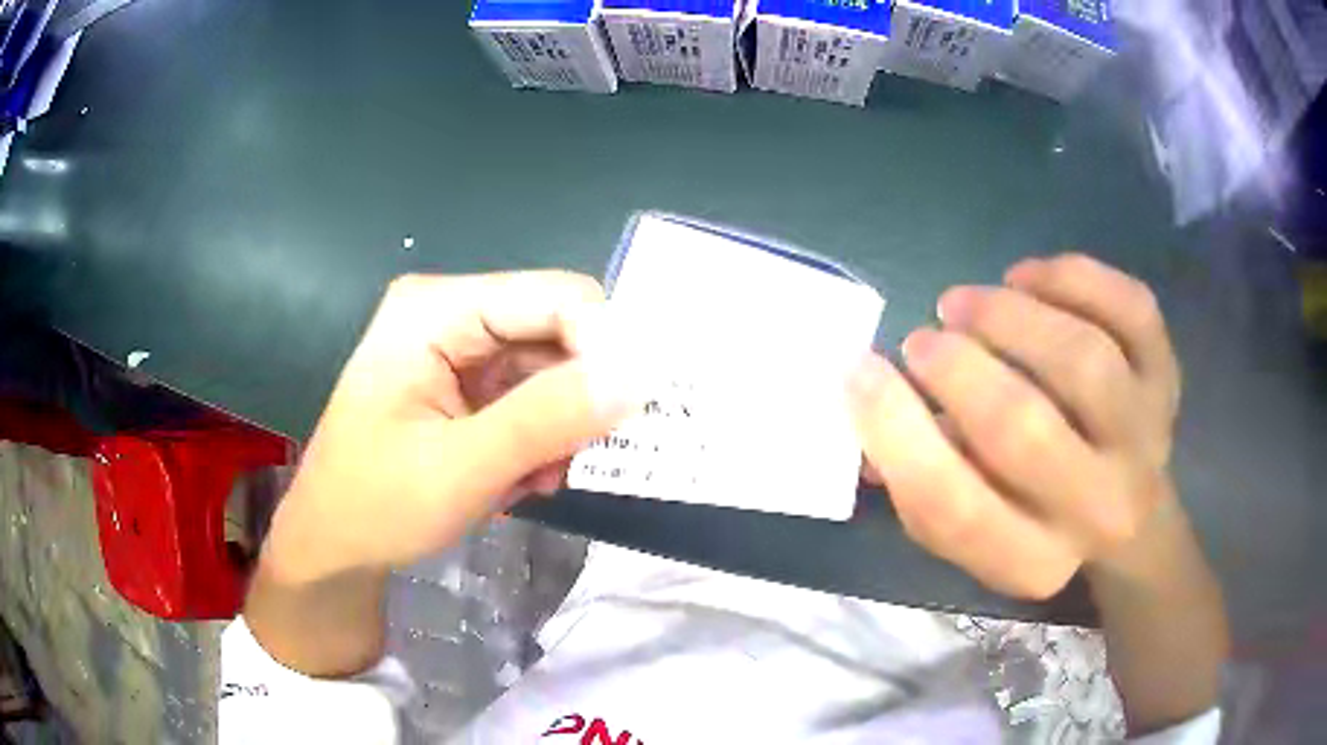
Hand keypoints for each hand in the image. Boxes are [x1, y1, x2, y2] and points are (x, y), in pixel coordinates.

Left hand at [264, 271, 631, 582]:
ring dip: (559, 430)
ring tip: (534, 482)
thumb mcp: (461, 468)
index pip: (554, 297)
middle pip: (556, 332)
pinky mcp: (466, 386)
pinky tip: (519, 480)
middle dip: (578, 400)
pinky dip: (541, 441)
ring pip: (552, 371)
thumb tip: (638, 377)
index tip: (628, 416)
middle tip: (574, 462)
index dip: (604, 347)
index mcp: (436, 309)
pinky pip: (533, 399)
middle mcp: (451, 314)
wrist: (334, 548)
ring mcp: (459, 350)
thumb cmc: (376, 505)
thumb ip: (547, 419)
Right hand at [849, 254, 1181, 598]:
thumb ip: (918, 475)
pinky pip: (1132, 311)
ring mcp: (1144, 438)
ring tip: (965, 302)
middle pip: (1026, 432)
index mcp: (1032, 560)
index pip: (954, 508)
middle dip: (959, 371)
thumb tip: (862, 403)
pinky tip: (1028, 278)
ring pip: (1084, 362)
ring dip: (1012, 319)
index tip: (861, 372)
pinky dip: (1075, 278)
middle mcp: (1097, 509)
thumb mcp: (973, 531)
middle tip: (923, 340)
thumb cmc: (1035, 521)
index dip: (897, 433)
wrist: (1131, 518)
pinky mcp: (1167, 380)